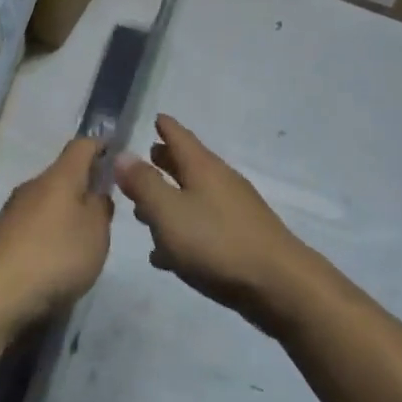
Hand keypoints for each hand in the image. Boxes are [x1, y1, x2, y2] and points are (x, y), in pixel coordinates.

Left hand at [0, 139, 113, 336]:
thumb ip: (101, 209)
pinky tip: (50, 263)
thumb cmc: (54, 256)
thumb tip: (96, 194)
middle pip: (62, 176)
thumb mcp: (96, 233)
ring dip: (62, 215)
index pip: (82, 145)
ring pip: (44, 203)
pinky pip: (29, 228)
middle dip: (82, 188)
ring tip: (78, 243)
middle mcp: (32, 186)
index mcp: (60, 177)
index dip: (100, 146)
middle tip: (102, 211)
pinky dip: (44, 238)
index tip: (115, 156)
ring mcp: (10, 212)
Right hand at [115, 116, 314, 332]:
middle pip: (188, 164)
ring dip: (170, 198)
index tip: (155, 117)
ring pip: (194, 196)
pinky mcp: (240, 239)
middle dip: (165, 161)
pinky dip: (183, 230)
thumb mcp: (169, 212)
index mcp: (202, 167)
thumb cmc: (216, 242)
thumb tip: (123, 154)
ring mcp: (233, 210)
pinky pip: (203, 226)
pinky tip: (166, 254)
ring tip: (145, 210)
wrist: (278, 284)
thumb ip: (144, 183)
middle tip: (145, 157)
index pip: (180, 136)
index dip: (165, 127)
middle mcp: (220, 181)